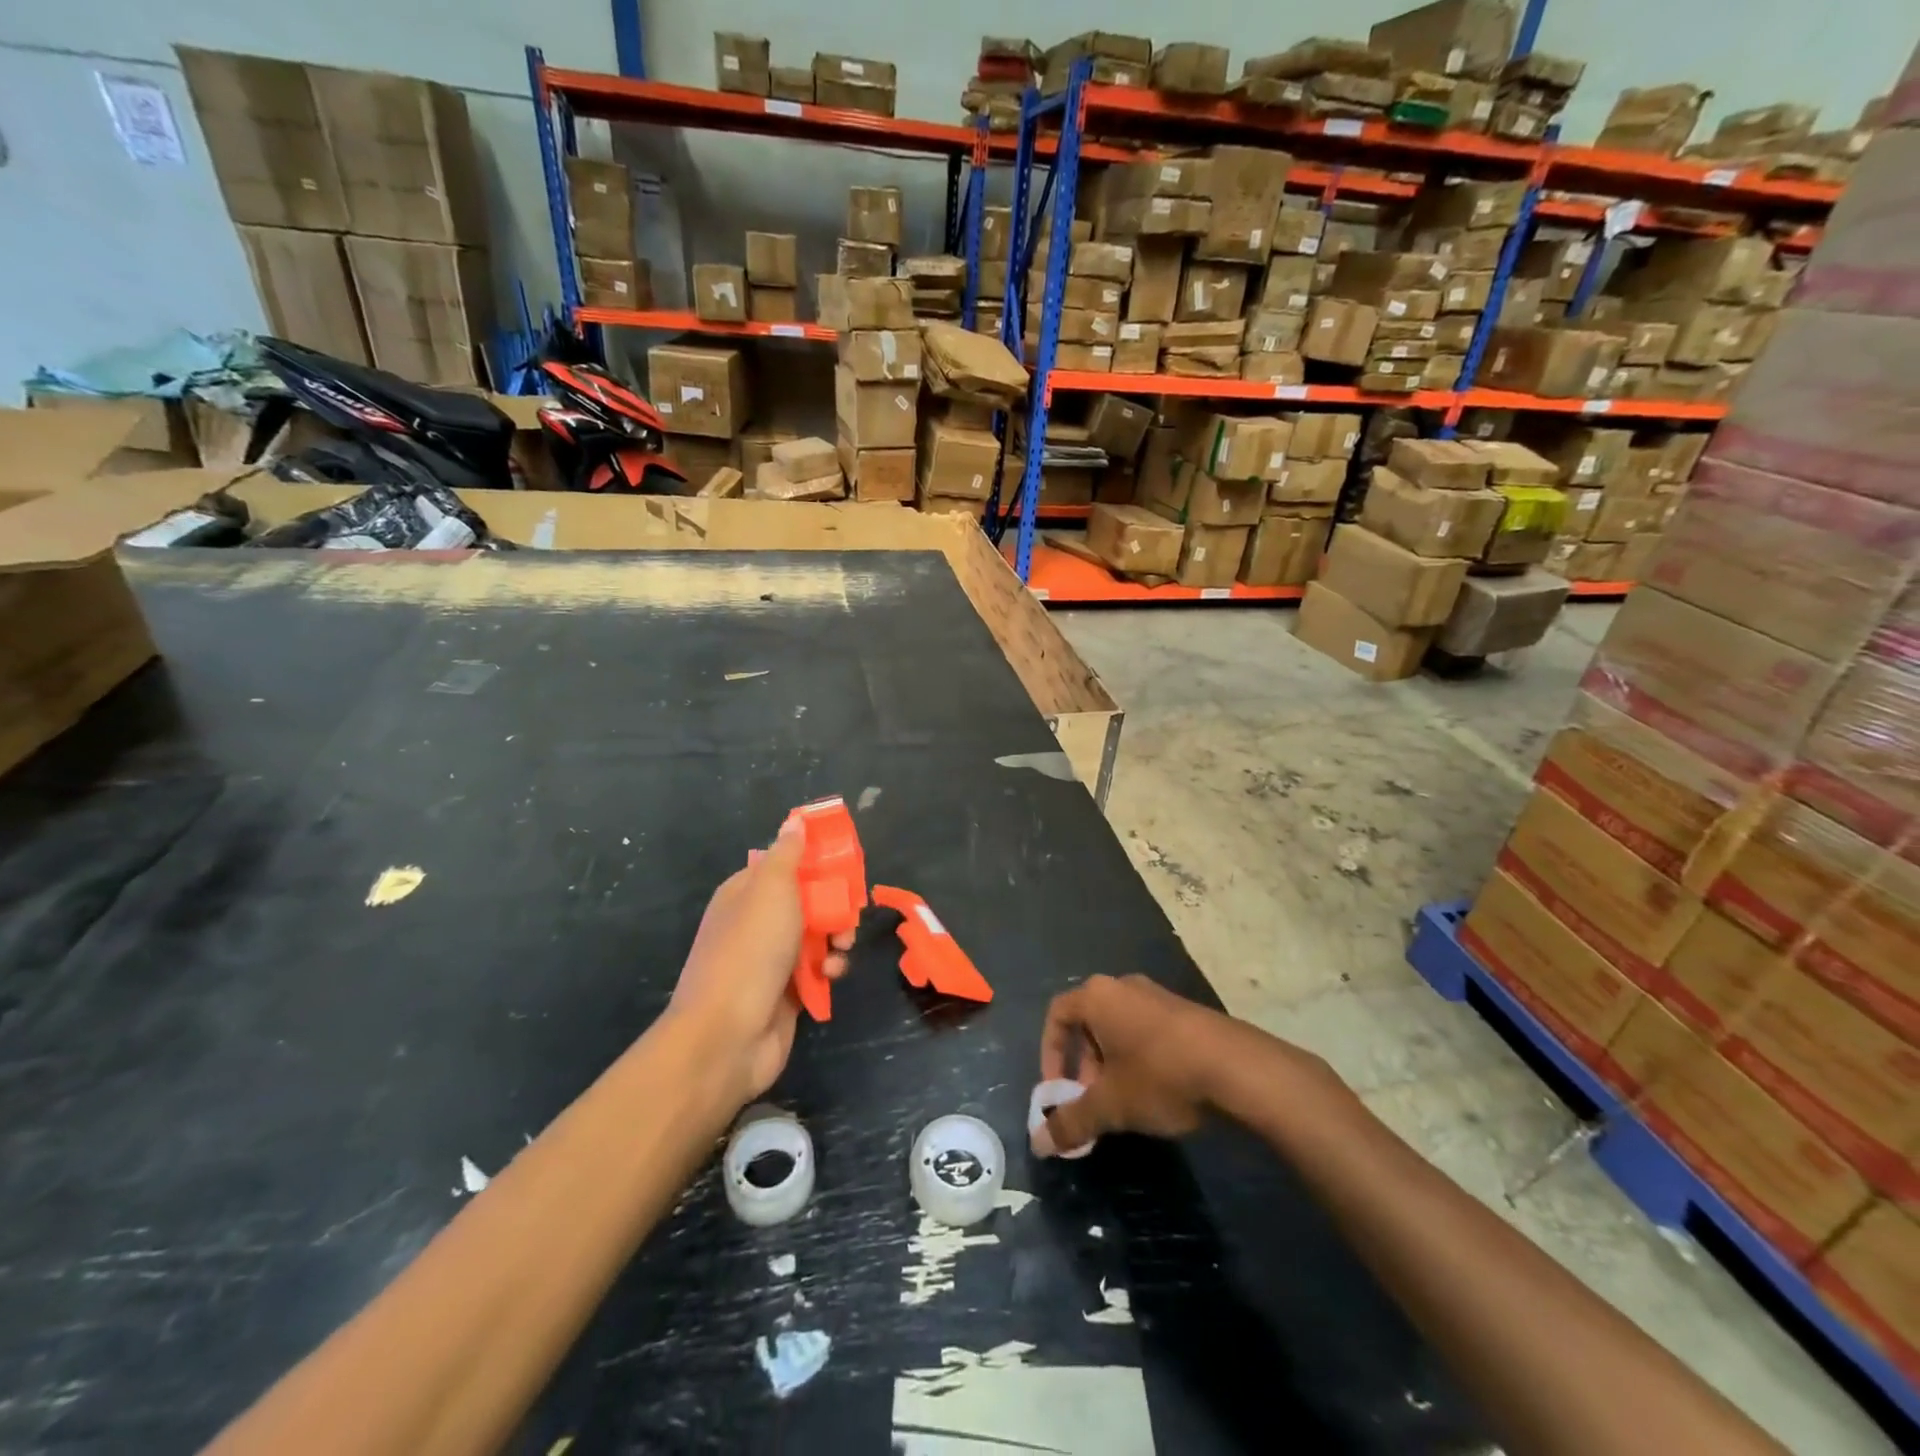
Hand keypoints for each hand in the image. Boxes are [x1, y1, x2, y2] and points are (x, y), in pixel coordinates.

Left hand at [669, 818, 852, 1103]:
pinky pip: (816, 970)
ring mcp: (769, 959)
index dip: (816, 862)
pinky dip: (829, 969)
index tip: (846, 864)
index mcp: (744, 893)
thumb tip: (794, 821)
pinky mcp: (786, 992)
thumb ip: (787, 855)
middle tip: (851, 911)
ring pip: (816, 935)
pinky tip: (831, 974)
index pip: (784, 864)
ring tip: (841, 946)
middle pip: (807, 900)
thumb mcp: (771, 890)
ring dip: (836, 937)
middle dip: (834, 904)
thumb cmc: (750, 951)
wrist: (728, 1035)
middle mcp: (756, 922)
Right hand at [1031, 974, 1238, 1155]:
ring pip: (1119, 1029)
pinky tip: (1157, 1094)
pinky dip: (1139, 1059)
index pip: (1057, 1014)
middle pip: (1089, 1023)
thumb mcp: (1111, 1105)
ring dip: (1111, 1065)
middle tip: (1092, 1102)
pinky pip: (1146, 1031)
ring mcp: (1157, 996)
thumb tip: (1039, 1143)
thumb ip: (1072, 1122)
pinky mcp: (1185, 1012)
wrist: (1237, 1067)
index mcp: (1098, 997)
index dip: (1050, 1053)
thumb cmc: (1160, 1075)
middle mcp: (1123, 986)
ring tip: (1125, 1104)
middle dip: (1083, 1066)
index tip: (1058, 1090)